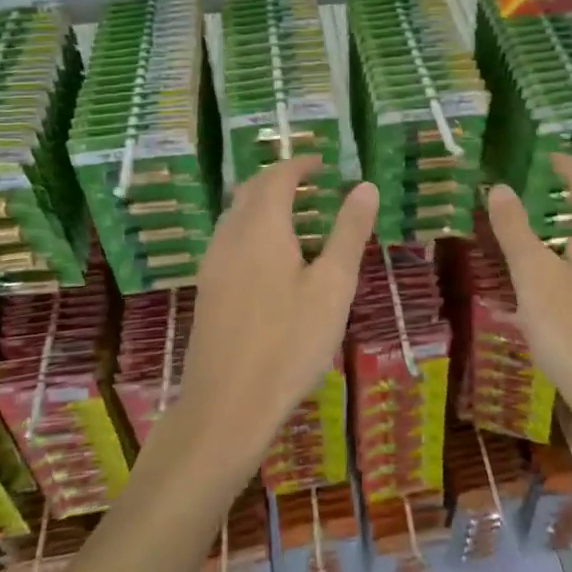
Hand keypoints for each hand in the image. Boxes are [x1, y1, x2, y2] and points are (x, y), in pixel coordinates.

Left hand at [174, 157, 377, 469]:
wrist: (226, 406)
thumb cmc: (289, 343)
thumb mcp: (332, 286)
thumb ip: (348, 232)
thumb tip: (364, 186)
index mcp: (262, 227)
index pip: (278, 176)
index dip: (301, 164)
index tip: (324, 164)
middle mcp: (230, 235)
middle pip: (251, 190)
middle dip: (280, 179)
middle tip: (313, 185)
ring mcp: (212, 263)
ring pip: (235, 214)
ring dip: (263, 203)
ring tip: (297, 218)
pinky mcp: (206, 289)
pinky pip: (228, 238)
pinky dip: (251, 228)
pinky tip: (272, 259)